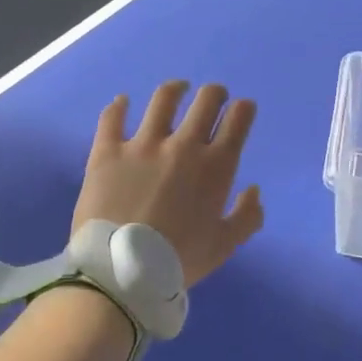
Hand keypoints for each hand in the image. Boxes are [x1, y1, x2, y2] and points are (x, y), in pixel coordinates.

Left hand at [73, 81, 263, 286]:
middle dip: (215, 94)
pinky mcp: (107, 151)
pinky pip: (112, 118)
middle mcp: (183, 145)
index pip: (238, 118)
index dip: (243, 109)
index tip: (242, 110)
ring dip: (175, 89)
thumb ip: (246, 216)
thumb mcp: (223, 246)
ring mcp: (143, 144)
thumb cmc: (178, 260)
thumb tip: (254, 190)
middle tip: (213, 98)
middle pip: (206, 100)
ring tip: (177, 89)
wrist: (121, 271)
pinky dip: (118, 106)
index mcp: (215, 166)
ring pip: (164, 99)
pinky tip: (122, 102)